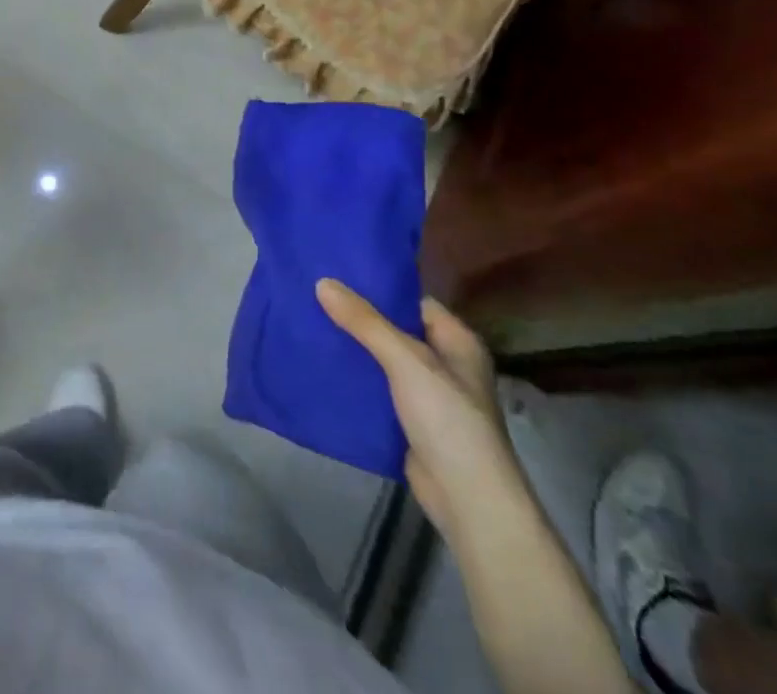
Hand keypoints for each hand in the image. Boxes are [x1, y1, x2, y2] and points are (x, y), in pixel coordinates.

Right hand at [316, 280, 521, 537]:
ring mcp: (428, 395)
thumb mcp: (406, 361)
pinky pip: (376, 389)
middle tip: (313, 296)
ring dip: (352, 348)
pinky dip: (354, 379)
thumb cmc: (448, 419)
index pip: (411, 301)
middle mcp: (445, 363)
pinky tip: (322, 366)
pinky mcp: (409, 422)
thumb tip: (322, 282)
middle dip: (357, 318)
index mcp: (456, 341)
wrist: (468, 502)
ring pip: (382, 360)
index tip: (336, 275)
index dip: (376, 288)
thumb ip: (365, 322)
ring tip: (309, 324)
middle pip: (394, 329)